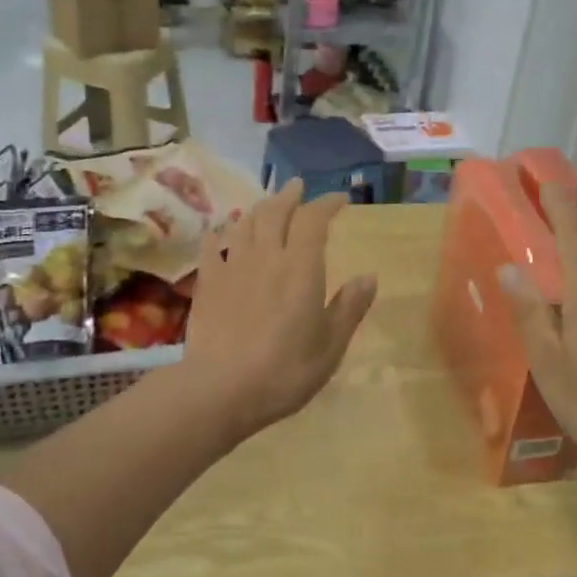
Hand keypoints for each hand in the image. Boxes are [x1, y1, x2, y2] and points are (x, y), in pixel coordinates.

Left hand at [181, 180, 377, 436]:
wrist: (221, 389)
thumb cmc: (285, 370)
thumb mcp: (330, 346)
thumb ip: (349, 307)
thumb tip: (368, 277)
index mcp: (300, 267)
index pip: (313, 220)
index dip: (326, 203)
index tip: (339, 199)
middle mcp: (266, 256)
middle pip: (275, 212)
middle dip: (289, 196)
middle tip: (297, 187)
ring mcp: (232, 267)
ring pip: (245, 224)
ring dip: (259, 208)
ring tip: (267, 204)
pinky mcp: (207, 283)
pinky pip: (213, 247)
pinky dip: (221, 234)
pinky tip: (221, 232)